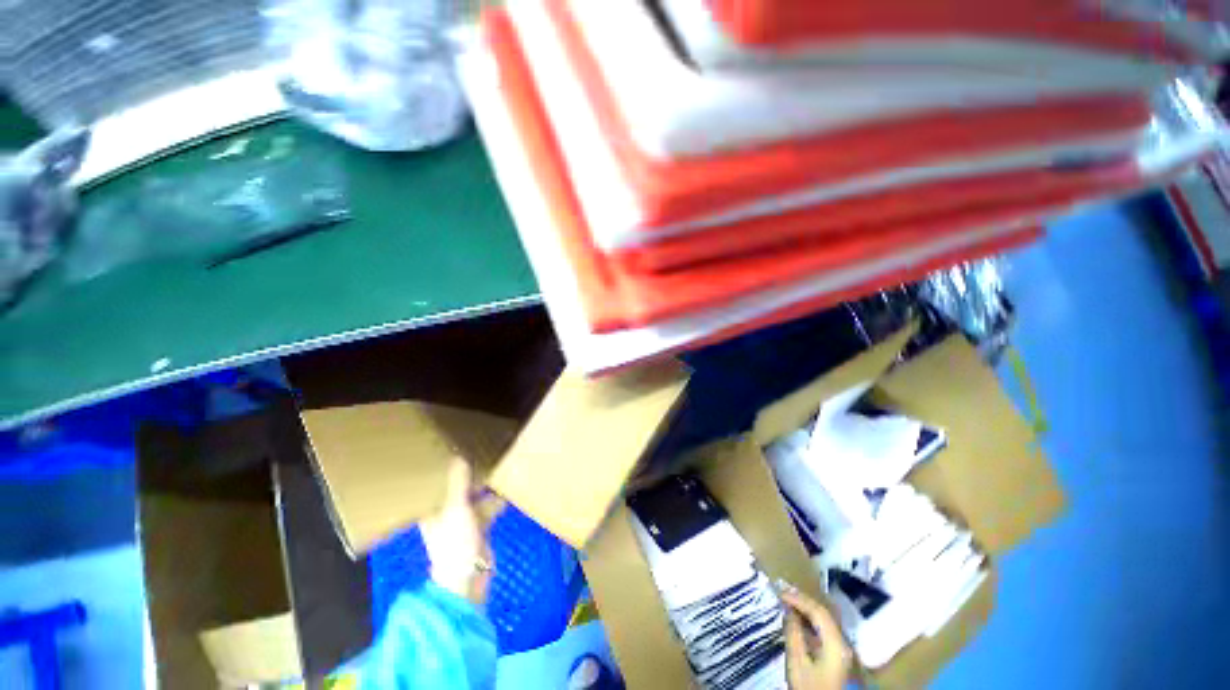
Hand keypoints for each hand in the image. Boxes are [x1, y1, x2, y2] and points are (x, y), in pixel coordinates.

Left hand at [419, 458, 502, 603]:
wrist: (468, 576)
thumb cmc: (455, 541)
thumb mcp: (456, 507)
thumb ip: (458, 482)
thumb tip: (459, 456)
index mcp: (433, 510)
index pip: (438, 484)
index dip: (447, 469)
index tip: (459, 451)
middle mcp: (446, 513)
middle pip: (458, 489)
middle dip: (470, 476)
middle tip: (484, 455)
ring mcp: (463, 522)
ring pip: (475, 498)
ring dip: (485, 488)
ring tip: (498, 468)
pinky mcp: (479, 529)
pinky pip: (487, 509)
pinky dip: (496, 501)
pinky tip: (507, 490)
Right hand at [781, 587, 851, 689]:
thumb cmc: (811, 688)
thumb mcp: (797, 663)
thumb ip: (793, 633)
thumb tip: (788, 610)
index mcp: (837, 642)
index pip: (818, 611)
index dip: (798, 598)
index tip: (780, 591)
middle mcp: (844, 642)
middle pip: (824, 615)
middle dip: (803, 602)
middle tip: (783, 592)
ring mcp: (843, 651)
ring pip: (825, 622)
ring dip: (807, 611)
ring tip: (789, 602)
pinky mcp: (839, 658)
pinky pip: (825, 632)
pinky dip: (811, 623)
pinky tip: (799, 622)